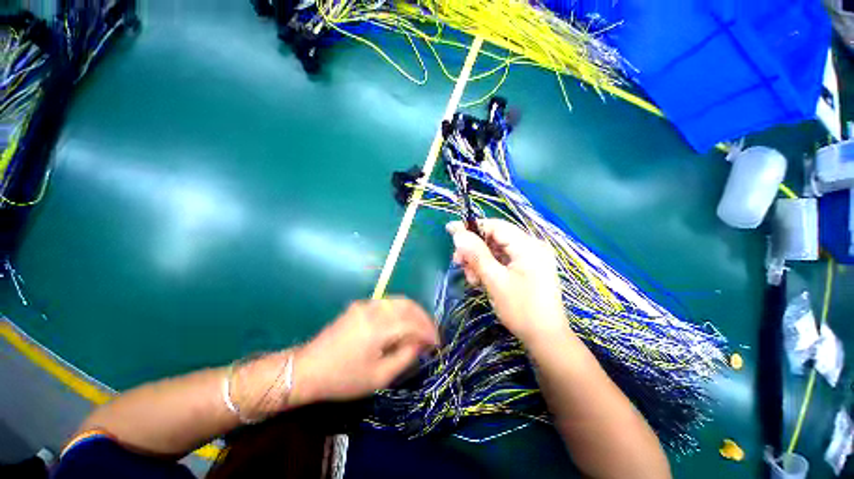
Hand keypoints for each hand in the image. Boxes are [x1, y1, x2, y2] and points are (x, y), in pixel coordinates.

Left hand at [293, 297, 437, 403]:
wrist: (307, 368)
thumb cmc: (343, 378)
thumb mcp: (378, 377)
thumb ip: (405, 357)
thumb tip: (421, 344)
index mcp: (378, 327)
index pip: (412, 323)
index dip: (428, 332)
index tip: (437, 343)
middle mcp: (374, 309)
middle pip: (408, 305)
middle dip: (424, 318)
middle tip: (432, 333)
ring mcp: (366, 304)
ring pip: (399, 300)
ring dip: (414, 312)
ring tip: (421, 327)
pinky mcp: (360, 305)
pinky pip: (387, 303)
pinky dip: (401, 310)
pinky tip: (403, 322)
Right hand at [447, 219, 566, 345]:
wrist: (546, 339)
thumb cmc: (522, 310)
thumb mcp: (495, 281)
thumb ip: (476, 255)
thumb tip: (458, 234)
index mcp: (528, 246)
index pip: (495, 226)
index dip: (471, 227)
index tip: (450, 231)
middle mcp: (531, 247)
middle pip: (494, 238)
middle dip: (474, 250)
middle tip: (458, 262)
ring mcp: (530, 258)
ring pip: (496, 251)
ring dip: (479, 261)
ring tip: (471, 278)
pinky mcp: (526, 268)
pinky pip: (502, 261)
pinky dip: (488, 268)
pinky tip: (479, 280)